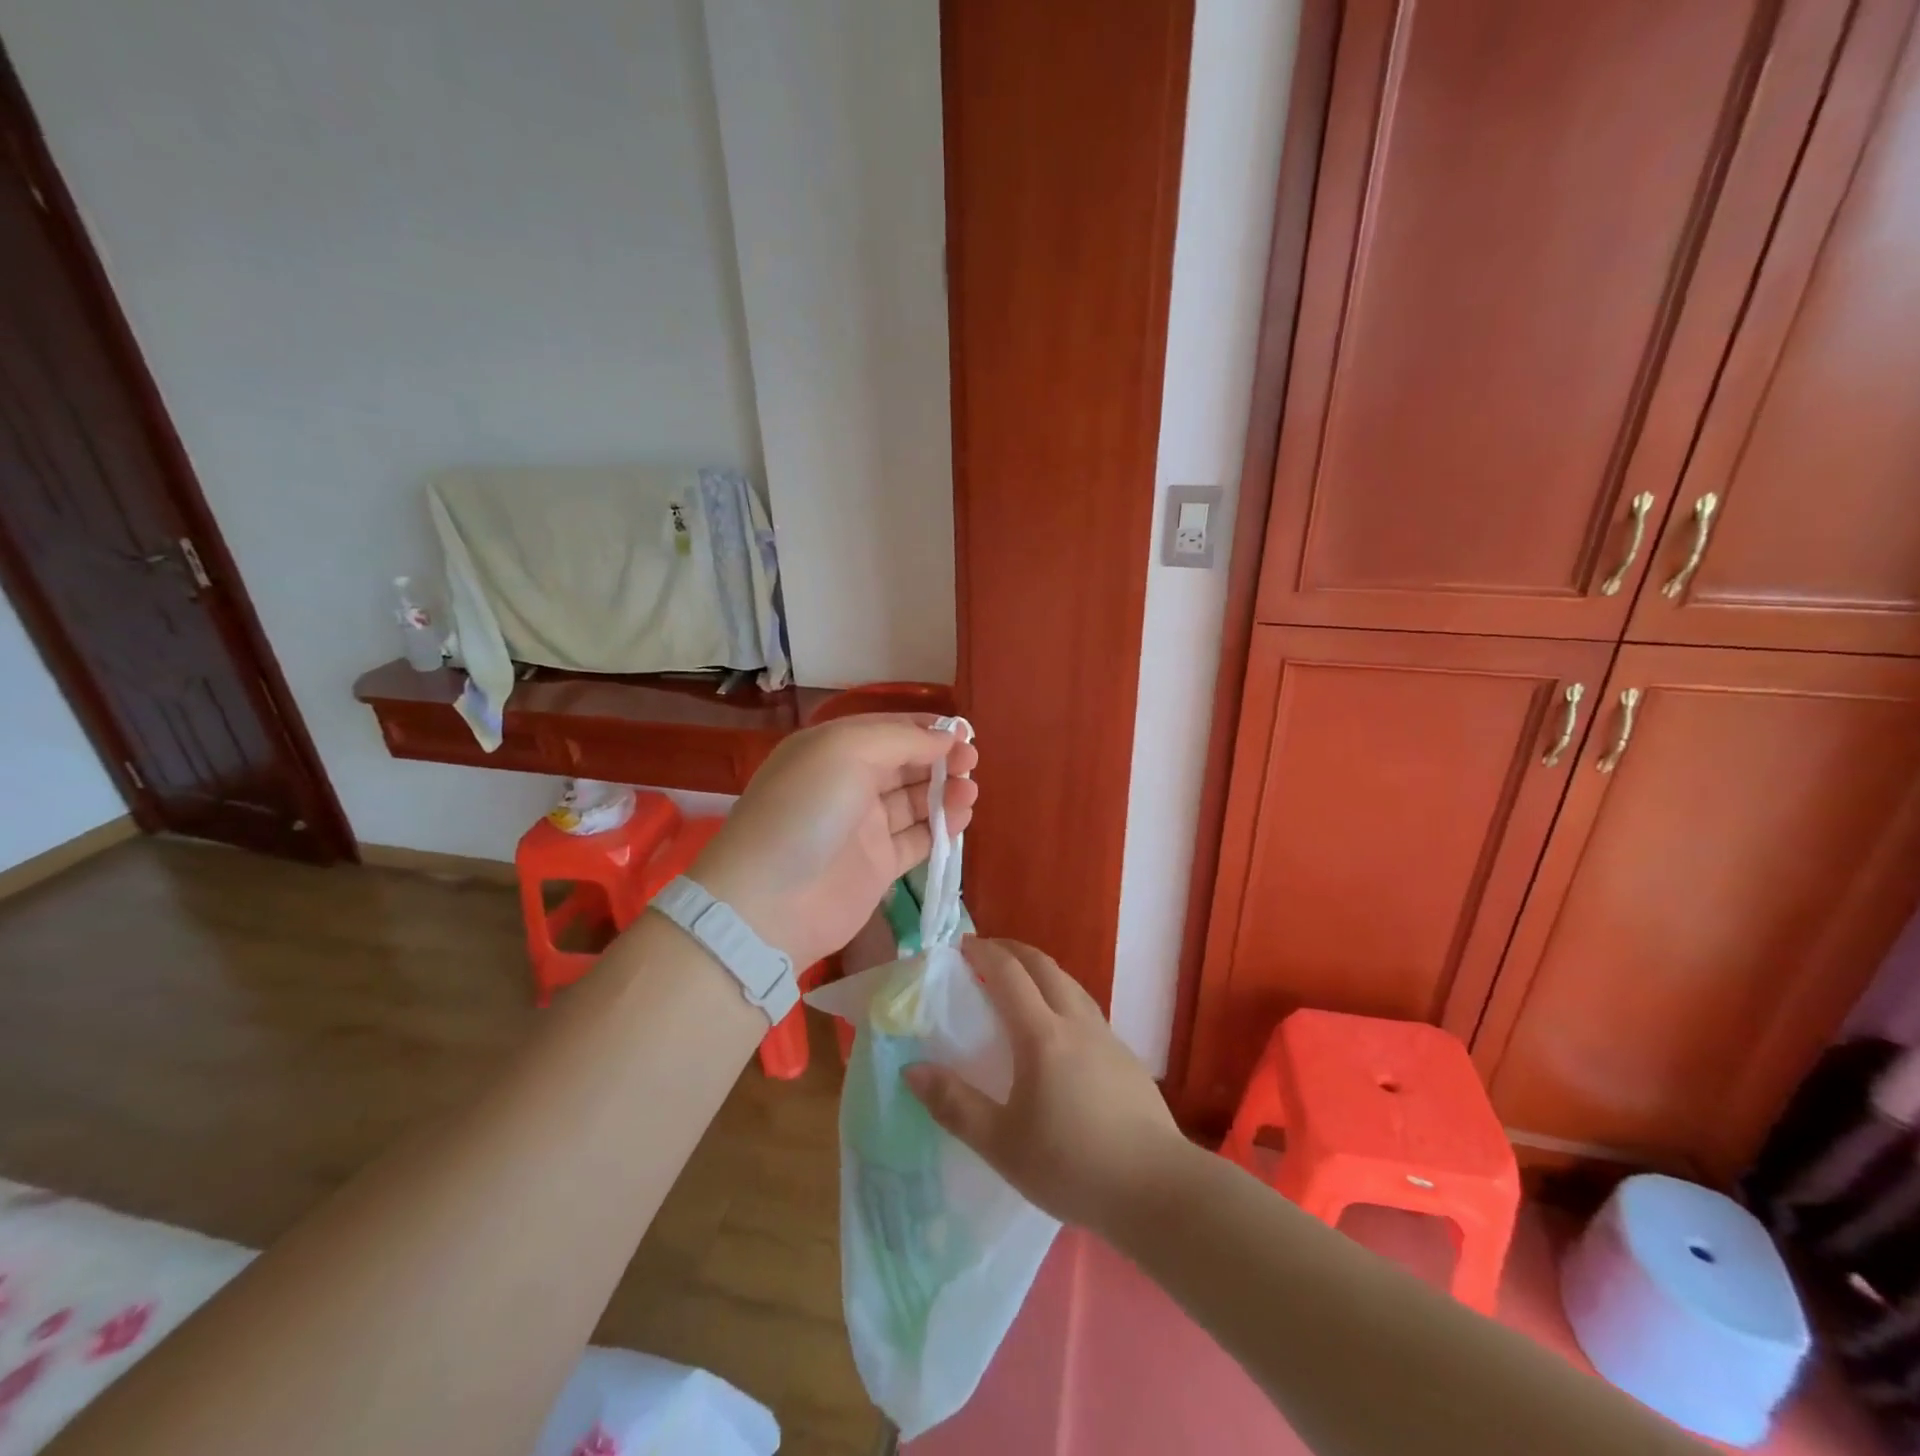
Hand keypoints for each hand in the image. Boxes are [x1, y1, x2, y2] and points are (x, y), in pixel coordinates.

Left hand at [690, 714, 977, 968]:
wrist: (769, 902)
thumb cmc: (806, 810)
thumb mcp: (847, 751)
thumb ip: (902, 739)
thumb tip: (946, 738)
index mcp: (833, 749)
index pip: (889, 729)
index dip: (926, 729)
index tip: (963, 734)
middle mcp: (848, 784)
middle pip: (905, 764)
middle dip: (940, 759)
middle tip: (971, 763)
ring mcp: (863, 827)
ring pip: (915, 801)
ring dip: (946, 792)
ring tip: (970, 791)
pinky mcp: (878, 866)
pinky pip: (918, 839)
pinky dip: (942, 827)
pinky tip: (962, 818)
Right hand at [904, 938, 1184, 1235]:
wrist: (1156, 1188)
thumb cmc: (1071, 1165)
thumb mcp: (1001, 1144)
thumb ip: (955, 1105)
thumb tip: (912, 1070)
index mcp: (1041, 1035)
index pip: (1008, 974)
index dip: (983, 953)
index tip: (961, 945)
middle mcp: (1076, 1023)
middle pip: (1044, 966)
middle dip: (1012, 950)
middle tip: (986, 953)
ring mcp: (1106, 1038)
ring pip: (1070, 984)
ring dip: (1041, 971)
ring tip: (1021, 984)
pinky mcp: (1126, 1058)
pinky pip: (1087, 1010)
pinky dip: (1063, 997)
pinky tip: (1059, 1031)